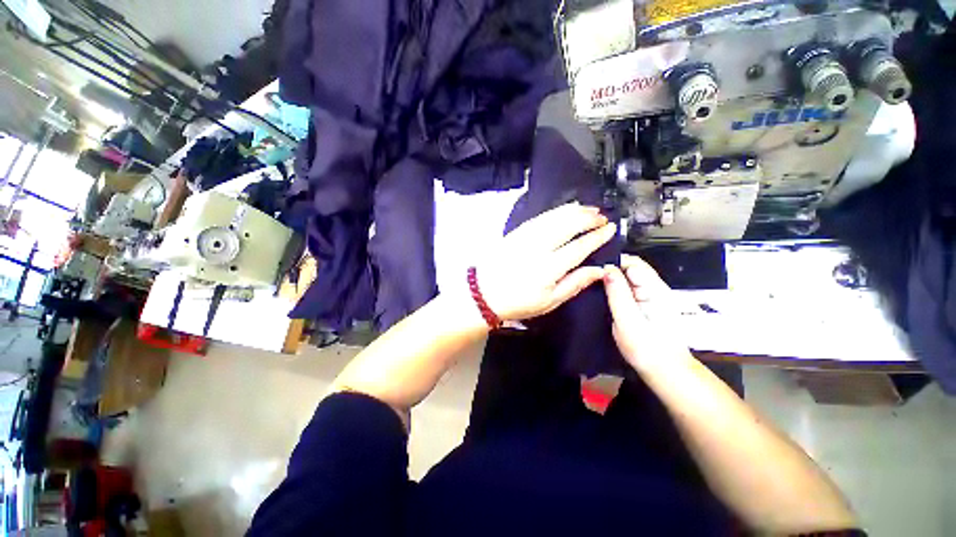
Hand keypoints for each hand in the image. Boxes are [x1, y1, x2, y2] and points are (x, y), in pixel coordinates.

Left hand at [473, 203, 616, 321]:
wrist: (483, 294)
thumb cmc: (518, 302)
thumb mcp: (549, 302)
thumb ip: (575, 284)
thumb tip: (598, 270)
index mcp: (549, 268)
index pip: (579, 247)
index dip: (597, 236)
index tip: (610, 229)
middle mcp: (538, 247)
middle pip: (567, 225)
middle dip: (588, 218)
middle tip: (602, 217)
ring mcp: (525, 237)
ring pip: (554, 217)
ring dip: (574, 211)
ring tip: (589, 209)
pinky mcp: (516, 232)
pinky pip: (540, 217)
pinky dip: (555, 211)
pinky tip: (565, 210)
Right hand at [603, 255, 692, 370]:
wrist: (666, 372)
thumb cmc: (647, 348)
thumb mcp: (627, 320)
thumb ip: (617, 293)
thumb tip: (606, 267)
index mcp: (654, 289)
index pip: (633, 262)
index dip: (612, 261)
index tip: (592, 268)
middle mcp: (655, 288)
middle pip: (631, 268)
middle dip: (610, 269)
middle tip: (588, 277)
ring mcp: (652, 297)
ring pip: (629, 278)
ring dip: (612, 279)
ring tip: (592, 284)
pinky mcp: (647, 306)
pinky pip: (630, 289)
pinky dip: (616, 289)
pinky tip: (604, 295)